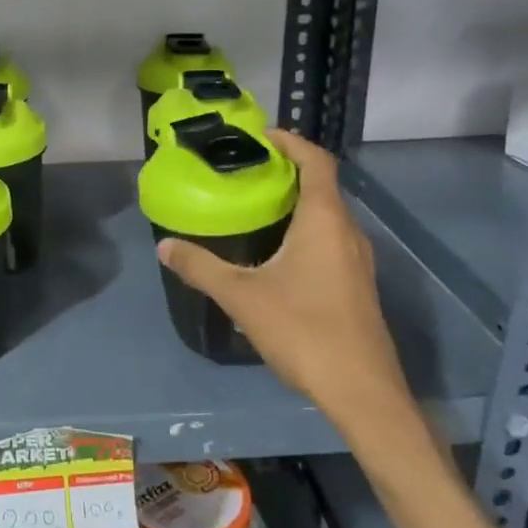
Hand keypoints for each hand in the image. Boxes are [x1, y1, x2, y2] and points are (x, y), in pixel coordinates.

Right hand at [156, 129, 409, 431]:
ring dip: (296, 204)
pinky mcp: (357, 286)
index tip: (261, 136)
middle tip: (245, 172)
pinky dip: (304, 231)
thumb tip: (165, 246)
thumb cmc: (304, 331)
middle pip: (322, 186)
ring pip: (327, 216)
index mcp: (325, 221)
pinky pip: (330, 241)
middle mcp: (348, 232)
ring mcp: (357, 261)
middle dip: (286, 173)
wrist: (362, 391)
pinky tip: (275, 254)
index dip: (291, 142)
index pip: (317, 162)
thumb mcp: (242, 297)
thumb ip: (201, 267)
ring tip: (255, 207)